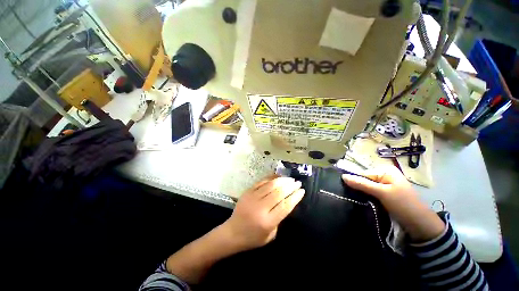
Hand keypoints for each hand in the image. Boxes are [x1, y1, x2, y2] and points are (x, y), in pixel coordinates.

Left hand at [221, 176, 304, 251]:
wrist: (232, 232)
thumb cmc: (253, 238)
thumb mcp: (271, 234)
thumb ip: (279, 218)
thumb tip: (286, 201)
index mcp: (267, 221)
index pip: (285, 205)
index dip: (295, 197)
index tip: (302, 191)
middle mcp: (260, 208)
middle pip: (279, 193)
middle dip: (290, 186)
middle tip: (297, 183)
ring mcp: (252, 198)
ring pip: (271, 185)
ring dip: (282, 180)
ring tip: (289, 179)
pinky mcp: (247, 192)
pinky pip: (261, 182)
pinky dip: (271, 178)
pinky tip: (277, 176)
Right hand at [342, 166, 444, 241]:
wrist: (420, 224)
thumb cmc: (403, 204)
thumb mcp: (381, 193)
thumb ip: (362, 184)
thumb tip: (343, 176)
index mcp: (386, 171)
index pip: (363, 174)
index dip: (354, 181)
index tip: (346, 189)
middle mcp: (385, 176)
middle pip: (364, 180)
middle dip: (358, 187)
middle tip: (351, 195)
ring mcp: (386, 185)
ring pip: (367, 187)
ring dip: (362, 193)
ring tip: (356, 199)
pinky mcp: (386, 194)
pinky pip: (371, 193)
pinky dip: (367, 197)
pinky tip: (363, 201)